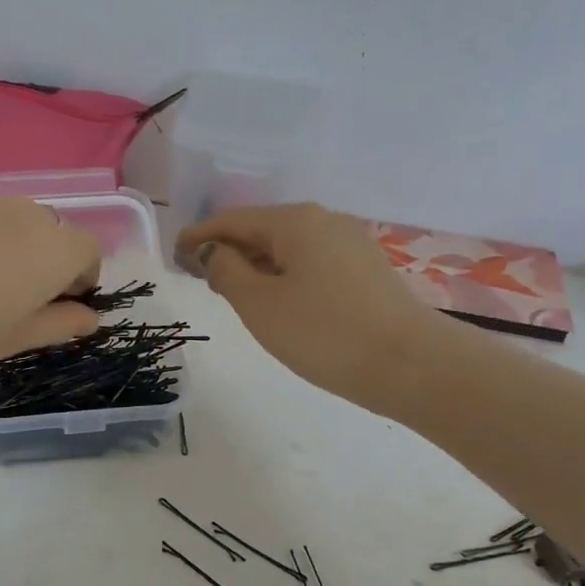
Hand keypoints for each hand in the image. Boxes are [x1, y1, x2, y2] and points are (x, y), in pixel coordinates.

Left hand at [0, 198, 101, 381]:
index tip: (58, 309)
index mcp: (56, 248)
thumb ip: (61, 325)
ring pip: (15, 226)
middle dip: (49, 264)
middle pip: (54, 234)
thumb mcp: (16, 339)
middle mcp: (27, 214)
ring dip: (14, 252)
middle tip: (18, 304)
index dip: (81, 281)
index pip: (89, 252)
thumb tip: (88, 317)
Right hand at [177, 204, 435, 413]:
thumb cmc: (324, 333)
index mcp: (294, 221)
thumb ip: (226, 271)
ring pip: (288, 248)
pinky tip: (278, 300)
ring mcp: (350, 244)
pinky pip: (311, 263)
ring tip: (233, 291)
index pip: (231, 220)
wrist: (411, 365)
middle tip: (200, 276)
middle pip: (261, 230)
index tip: (173, 254)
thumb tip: (214, 252)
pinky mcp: (366, 270)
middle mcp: (324, 221)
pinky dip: (284, 276)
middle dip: (228, 250)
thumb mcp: (260, 304)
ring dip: (256, 265)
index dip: (198, 236)